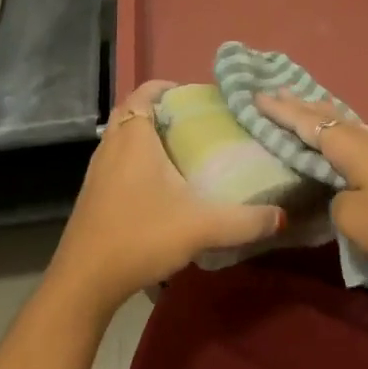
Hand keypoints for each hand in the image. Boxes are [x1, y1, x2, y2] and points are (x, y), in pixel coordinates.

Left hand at [48, 80, 284, 312]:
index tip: (196, 97)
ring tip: (181, 150)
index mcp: (134, 138)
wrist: (84, 281)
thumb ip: (244, 222)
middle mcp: (111, 146)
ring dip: (147, 136)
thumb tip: (283, 217)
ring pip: (122, 138)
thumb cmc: (139, 237)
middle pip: (133, 112)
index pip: (144, 92)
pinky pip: (116, 161)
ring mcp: (97, 171)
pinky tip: (159, 187)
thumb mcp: (200, 227)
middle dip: (160, 110)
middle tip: (193, 122)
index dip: (167, 87)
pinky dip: (136, 160)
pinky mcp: (92, 195)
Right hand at [255, 91, 367, 283]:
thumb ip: (334, 203)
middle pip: (326, 115)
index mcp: (349, 146)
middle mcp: (365, 139)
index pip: (306, 123)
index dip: (280, 112)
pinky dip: (338, 132)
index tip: (256, 95)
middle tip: (275, 92)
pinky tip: (341, 137)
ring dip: (320, 116)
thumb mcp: (354, 218)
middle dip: (299, 105)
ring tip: (303, 107)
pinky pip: (356, 139)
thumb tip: (339, 196)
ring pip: (343, 125)